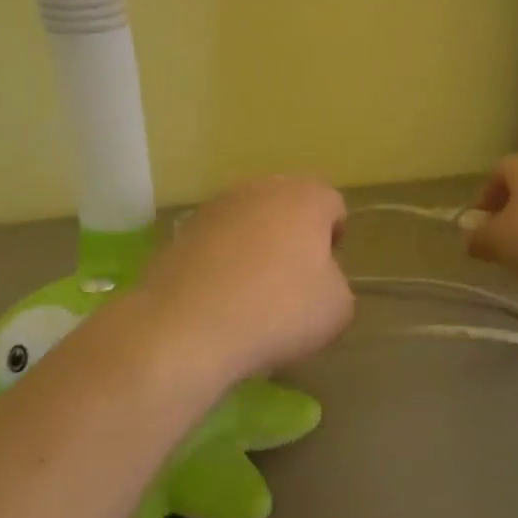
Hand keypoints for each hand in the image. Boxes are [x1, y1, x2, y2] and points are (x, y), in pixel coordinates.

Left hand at [140, 176, 354, 385]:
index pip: (332, 204)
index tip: (327, 270)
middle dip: (293, 234)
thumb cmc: (278, 312)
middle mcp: (260, 190)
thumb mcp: (337, 308)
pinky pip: (215, 241)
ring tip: (253, 290)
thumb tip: (318, 278)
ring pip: (248, 219)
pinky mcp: (181, 231)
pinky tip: (220, 296)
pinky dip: (222, 260)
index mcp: (305, 198)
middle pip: (287, 204)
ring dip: (255, 244)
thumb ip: (336, 282)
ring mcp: (215, 207)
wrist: (188, 328)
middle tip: (293, 278)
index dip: (334, 236)